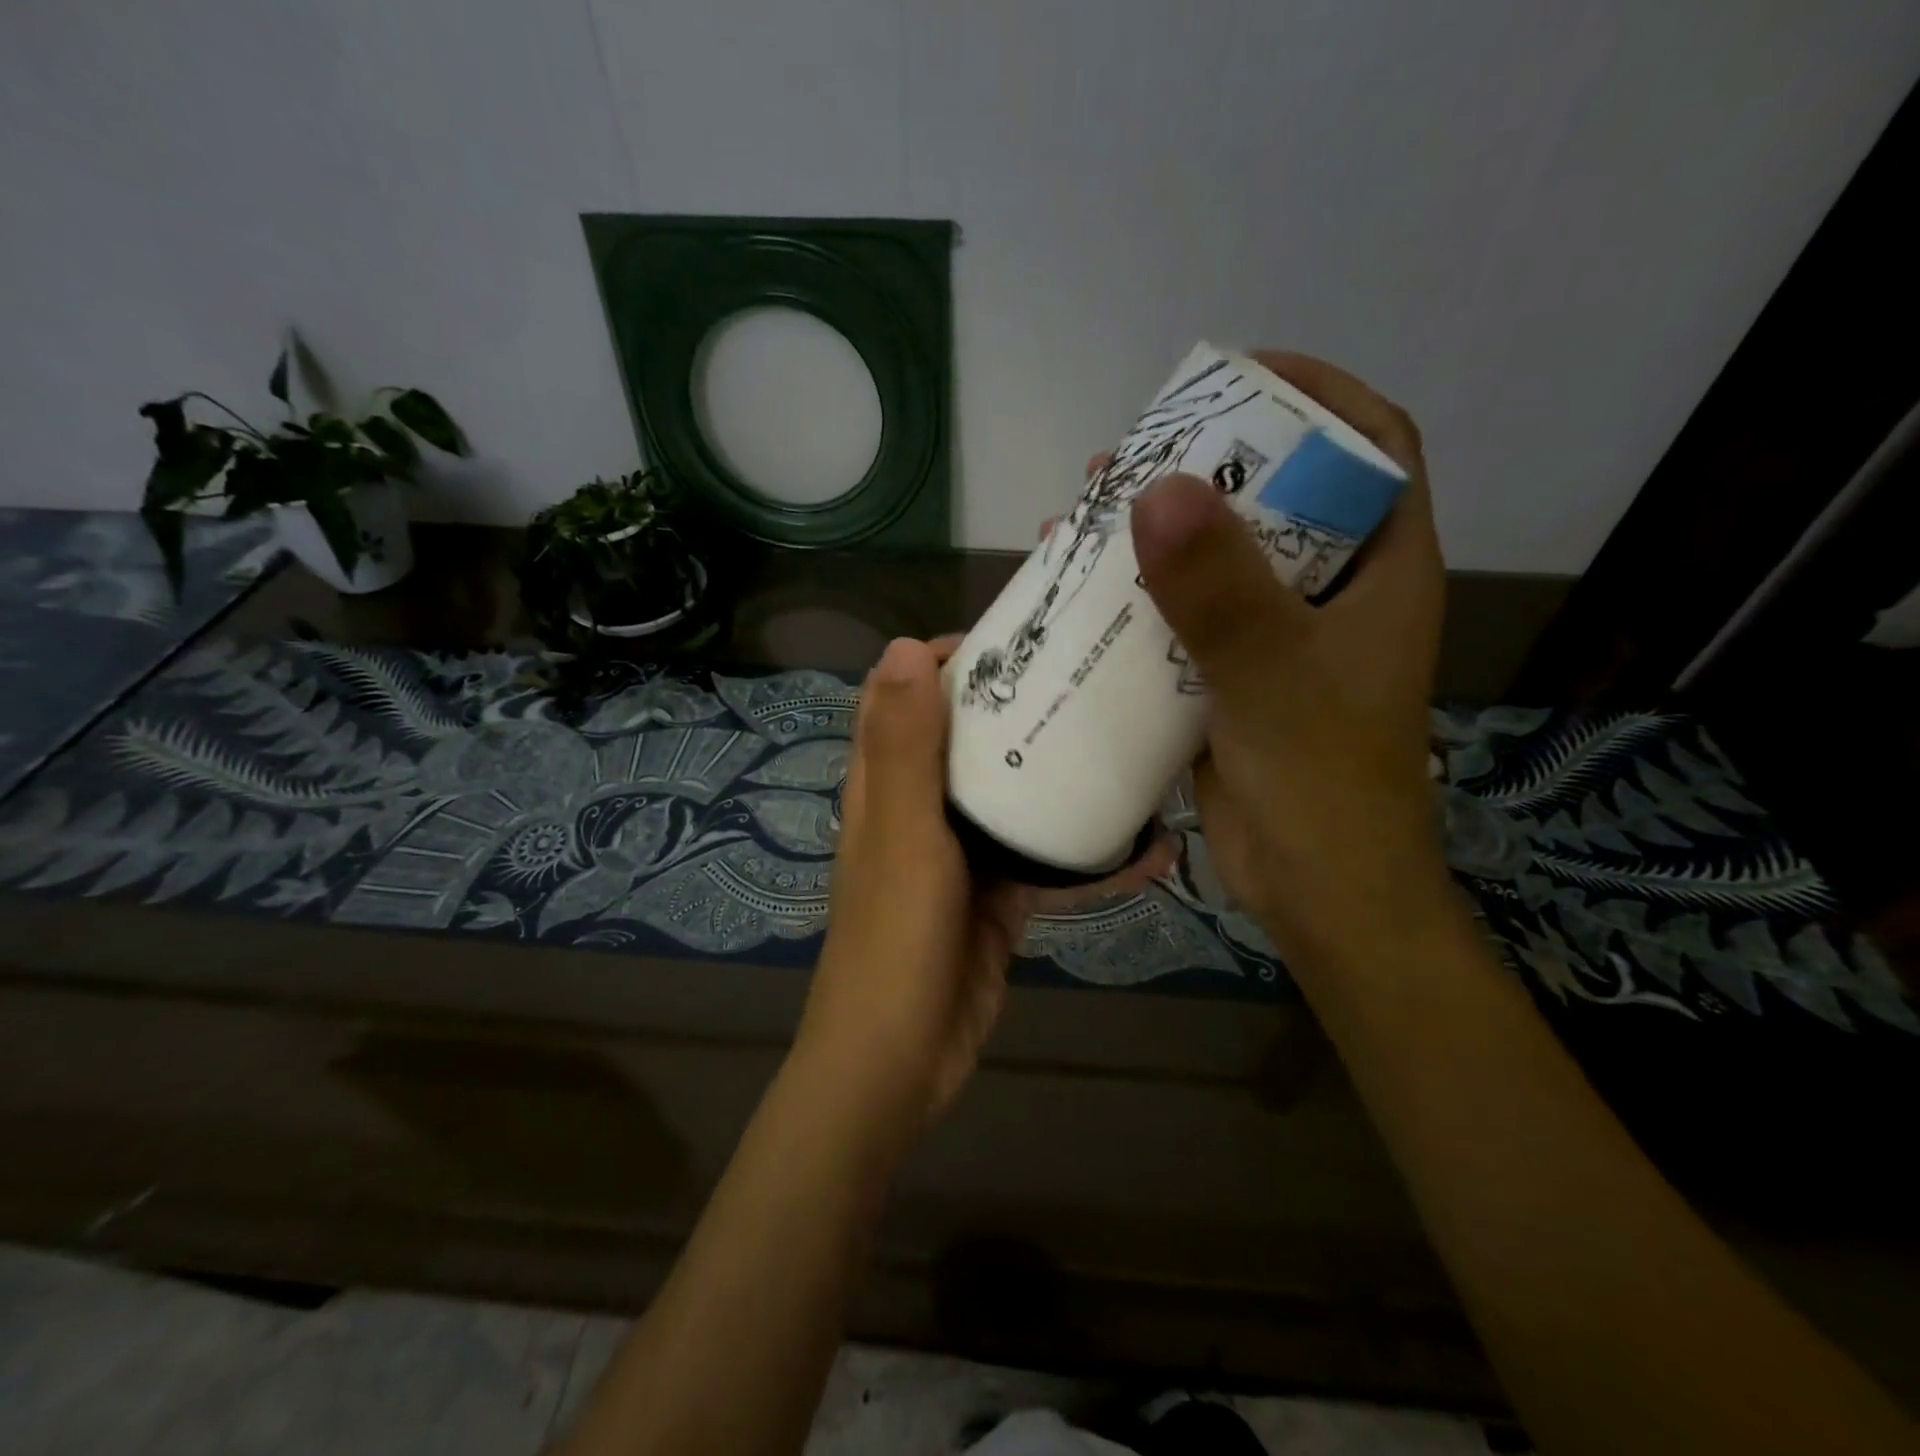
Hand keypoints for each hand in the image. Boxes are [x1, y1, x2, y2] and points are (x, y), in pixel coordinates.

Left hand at [794, 637, 1173, 1150]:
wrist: (902, 1061)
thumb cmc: (894, 940)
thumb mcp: (904, 836)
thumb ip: (904, 748)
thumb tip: (905, 646)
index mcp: (886, 781)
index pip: (905, 693)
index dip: (949, 659)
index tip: (1016, 640)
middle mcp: (922, 806)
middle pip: (969, 736)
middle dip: (1020, 705)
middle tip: (1092, 679)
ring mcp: (963, 852)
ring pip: (1014, 794)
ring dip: (1062, 773)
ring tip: (1132, 744)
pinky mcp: (999, 895)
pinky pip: (1047, 860)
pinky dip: (1090, 855)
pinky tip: (1152, 849)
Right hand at [1129, 352, 1448, 969]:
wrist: (1315, 888)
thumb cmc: (1321, 781)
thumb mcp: (1272, 674)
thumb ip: (1220, 587)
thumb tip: (1153, 486)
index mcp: (1379, 571)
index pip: (1372, 447)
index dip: (1316, 396)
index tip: (1237, 376)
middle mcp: (1332, 594)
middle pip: (1279, 498)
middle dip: (1210, 464)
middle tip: (1135, 454)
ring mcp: (1280, 638)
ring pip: (1223, 561)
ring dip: (1162, 534)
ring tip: (1092, 511)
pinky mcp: (1232, 679)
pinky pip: (1186, 619)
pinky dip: (1141, 600)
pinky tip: (1084, 594)